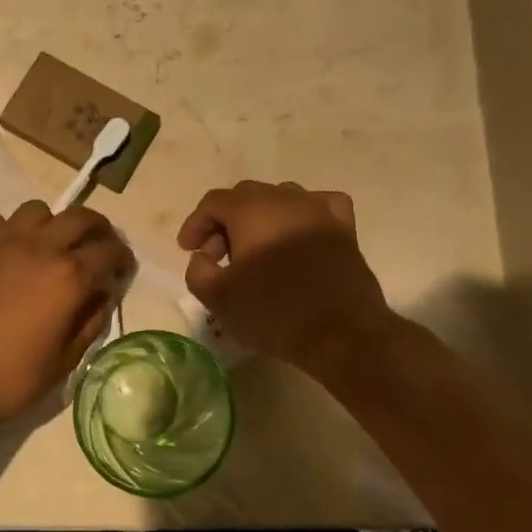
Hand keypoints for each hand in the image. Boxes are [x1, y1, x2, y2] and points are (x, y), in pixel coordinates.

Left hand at [0, 201, 134, 429]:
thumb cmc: (9, 379)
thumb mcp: (64, 362)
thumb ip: (89, 323)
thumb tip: (101, 296)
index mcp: (69, 277)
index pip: (109, 250)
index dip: (122, 257)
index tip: (122, 268)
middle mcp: (40, 248)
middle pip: (80, 217)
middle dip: (98, 228)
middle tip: (98, 246)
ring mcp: (3, 241)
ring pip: (39, 210)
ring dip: (53, 224)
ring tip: (51, 245)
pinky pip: (0, 221)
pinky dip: (12, 230)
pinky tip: (10, 252)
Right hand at [177, 180, 399, 373]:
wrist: (341, 334)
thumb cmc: (273, 313)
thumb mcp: (218, 298)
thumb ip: (197, 270)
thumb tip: (204, 256)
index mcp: (250, 211)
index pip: (213, 203)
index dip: (195, 224)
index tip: (187, 249)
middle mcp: (284, 199)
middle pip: (244, 197)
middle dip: (224, 222)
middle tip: (217, 255)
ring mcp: (318, 210)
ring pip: (280, 198)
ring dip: (260, 218)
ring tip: (255, 249)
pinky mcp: (344, 229)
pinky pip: (319, 205)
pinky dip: (302, 213)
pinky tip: (298, 232)